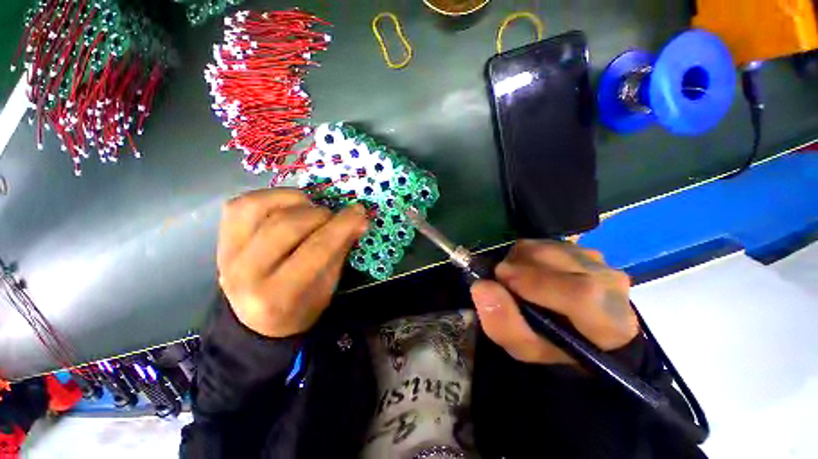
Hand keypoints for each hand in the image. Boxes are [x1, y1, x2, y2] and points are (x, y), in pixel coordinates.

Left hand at [217, 189, 368, 337]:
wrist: (257, 321)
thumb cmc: (301, 306)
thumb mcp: (328, 286)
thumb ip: (341, 249)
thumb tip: (359, 219)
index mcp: (278, 296)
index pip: (316, 249)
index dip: (342, 226)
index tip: (360, 212)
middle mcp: (245, 274)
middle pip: (288, 225)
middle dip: (321, 215)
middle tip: (335, 218)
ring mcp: (227, 254)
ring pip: (260, 207)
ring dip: (297, 202)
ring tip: (311, 211)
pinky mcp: (221, 238)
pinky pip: (243, 204)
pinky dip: (272, 196)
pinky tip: (289, 206)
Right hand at [470, 240, 637, 363]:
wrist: (579, 330)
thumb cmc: (554, 346)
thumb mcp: (525, 348)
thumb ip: (504, 324)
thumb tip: (482, 286)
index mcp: (610, 322)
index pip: (580, 293)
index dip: (535, 282)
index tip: (501, 278)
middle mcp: (612, 283)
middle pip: (557, 259)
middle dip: (518, 266)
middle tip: (502, 281)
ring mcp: (599, 261)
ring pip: (547, 247)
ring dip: (520, 260)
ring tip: (515, 278)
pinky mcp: (583, 248)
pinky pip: (545, 242)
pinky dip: (526, 254)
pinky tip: (528, 271)